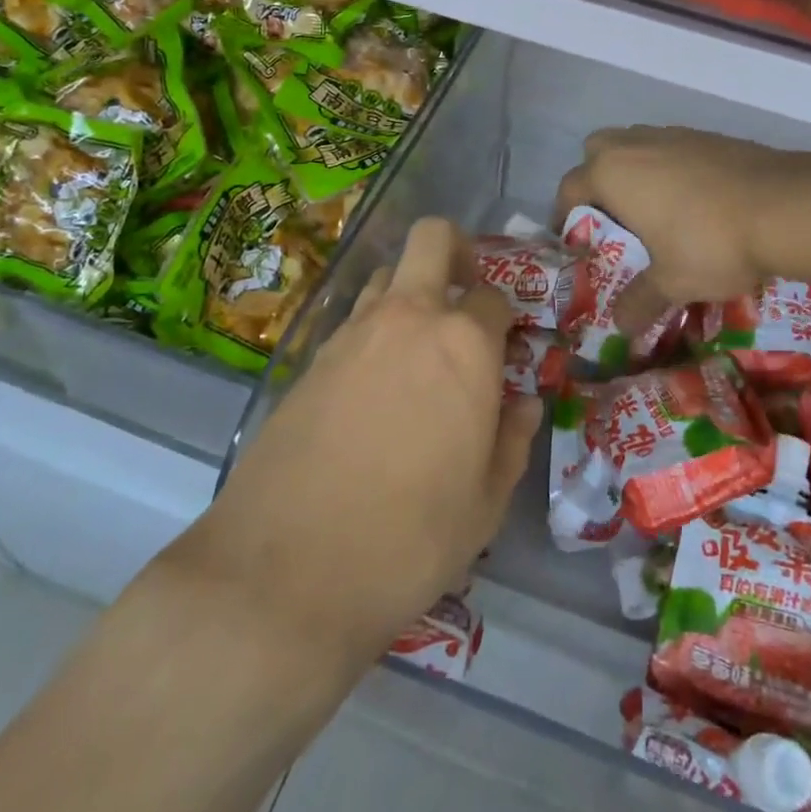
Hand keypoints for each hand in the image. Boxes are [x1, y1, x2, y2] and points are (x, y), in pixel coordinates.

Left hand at [183, 218, 538, 671]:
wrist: (285, 573)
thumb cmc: (410, 539)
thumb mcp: (485, 504)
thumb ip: (512, 441)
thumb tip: (524, 404)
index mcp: (463, 344)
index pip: (494, 297)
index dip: (506, 319)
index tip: (506, 349)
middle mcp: (408, 318)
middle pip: (432, 238)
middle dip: (456, 249)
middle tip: (464, 291)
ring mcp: (352, 333)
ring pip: (385, 274)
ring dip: (409, 291)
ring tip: (417, 345)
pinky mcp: (309, 359)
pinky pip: (352, 320)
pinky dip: (373, 331)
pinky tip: (374, 385)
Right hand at [554, 125, 810, 332]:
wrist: (788, 206)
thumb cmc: (712, 243)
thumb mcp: (672, 282)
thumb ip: (639, 302)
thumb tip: (620, 326)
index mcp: (612, 173)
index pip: (569, 187)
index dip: (565, 215)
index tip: (576, 240)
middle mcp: (636, 144)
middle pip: (597, 151)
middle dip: (597, 179)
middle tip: (614, 218)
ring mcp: (675, 134)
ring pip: (638, 144)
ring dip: (636, 170)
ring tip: (655, 210)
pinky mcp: (710, 136)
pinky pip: (673, 147)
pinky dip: (671, 167)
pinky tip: (695, 201)